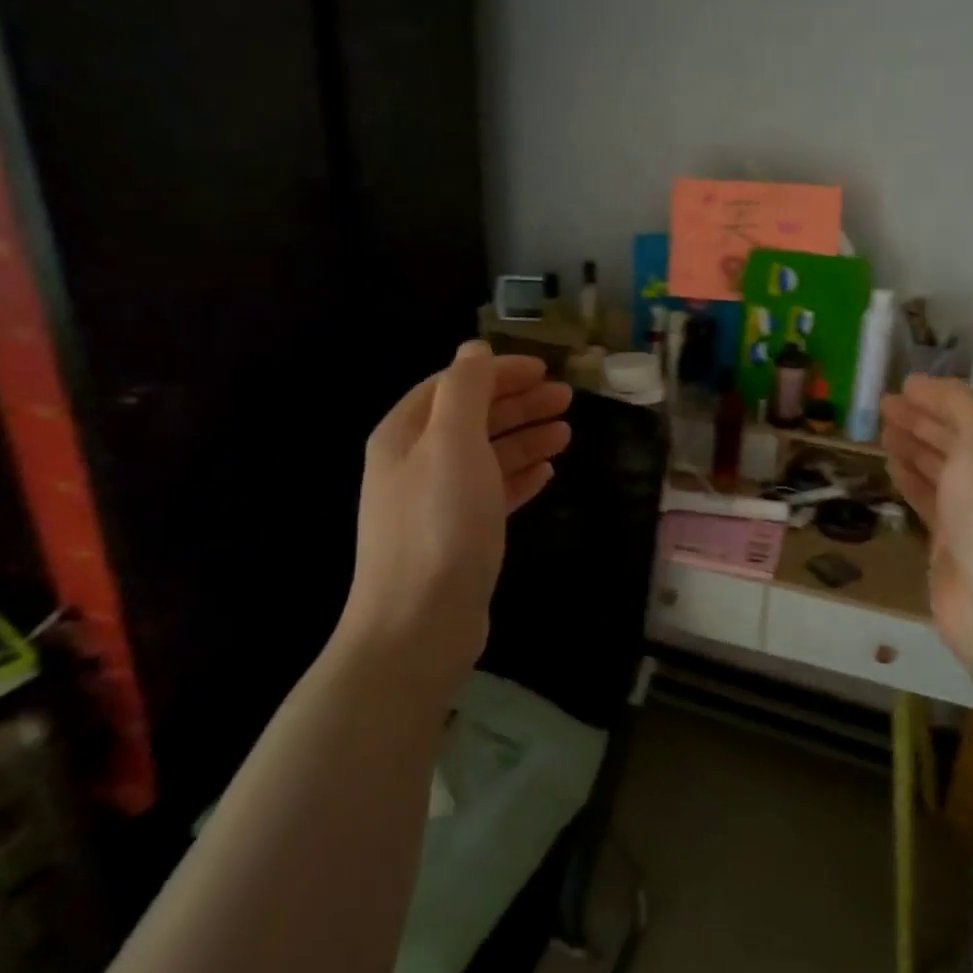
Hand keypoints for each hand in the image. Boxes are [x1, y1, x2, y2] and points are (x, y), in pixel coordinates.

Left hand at [342, 342, 571, 689]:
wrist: (419, 623)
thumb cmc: (439, 523)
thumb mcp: (453, 442)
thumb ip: (465, 389)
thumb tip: (474, 349)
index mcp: (406, 434)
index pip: (454, 385)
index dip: (498, 373)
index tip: (544, 370)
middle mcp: (415, 463)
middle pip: (471, 419)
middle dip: (518, 404)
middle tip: (567, 398)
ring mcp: (436, 503)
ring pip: (486, 456)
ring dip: (525, 439)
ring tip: (567, 433)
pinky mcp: (457, 537)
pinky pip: (491, 493)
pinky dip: (518, 477)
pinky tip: (546, 473)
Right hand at [880, 375, 972, 665]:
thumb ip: (960, 405)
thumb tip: (926, 386)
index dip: (940, 396)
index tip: (902, 385)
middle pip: (958, 439)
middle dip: (923, 419)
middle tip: (883, 405)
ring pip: (941, 470)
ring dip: (914, 447)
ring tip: (883, 432)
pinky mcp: (954, 546)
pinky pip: (929, 502)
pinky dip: (911, 481)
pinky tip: (892, 468)